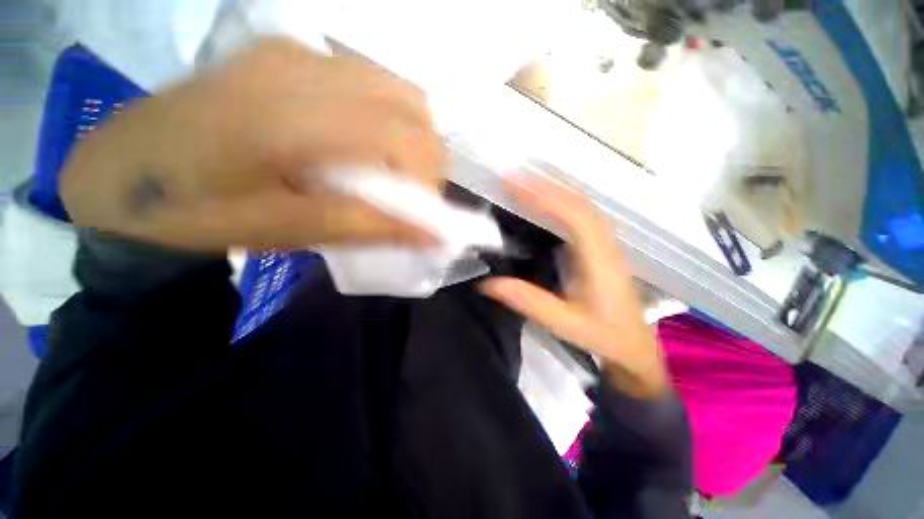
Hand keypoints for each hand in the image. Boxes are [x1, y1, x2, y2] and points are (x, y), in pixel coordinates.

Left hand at [61, 37, 443, 249]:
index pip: (407, 139)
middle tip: (411, 191)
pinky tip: (362, 141)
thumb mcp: (292, 230)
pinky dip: (387, 116)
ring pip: (396, 88)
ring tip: (391, 169)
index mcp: (297, 117)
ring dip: (411, 135)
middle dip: (428, 157)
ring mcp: (296, 52)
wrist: (123, 172)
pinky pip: (368, 79)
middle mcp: (305, 68)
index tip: (423, 212)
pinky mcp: (288, 53)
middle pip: (413, 105)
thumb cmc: (200, 211)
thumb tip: (435, 237)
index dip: (431, 179)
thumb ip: (371, 227)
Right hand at [480, 177, 668, 398]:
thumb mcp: (565, 323)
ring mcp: (606, 244)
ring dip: (555, 190)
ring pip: (583, 206)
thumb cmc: (603, 334)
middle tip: (513, 179)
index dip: (545, 197)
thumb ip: (529, 301)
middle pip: (579, 203)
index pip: (573, 216)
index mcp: (599, 260)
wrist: (635, 346)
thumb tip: (488, 284)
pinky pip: (583, 216)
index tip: (514, 186)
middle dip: (546, 187)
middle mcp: (605, 245)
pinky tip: (548, 202)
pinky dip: (563, 202)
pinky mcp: (602, 248)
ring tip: (526, 183)